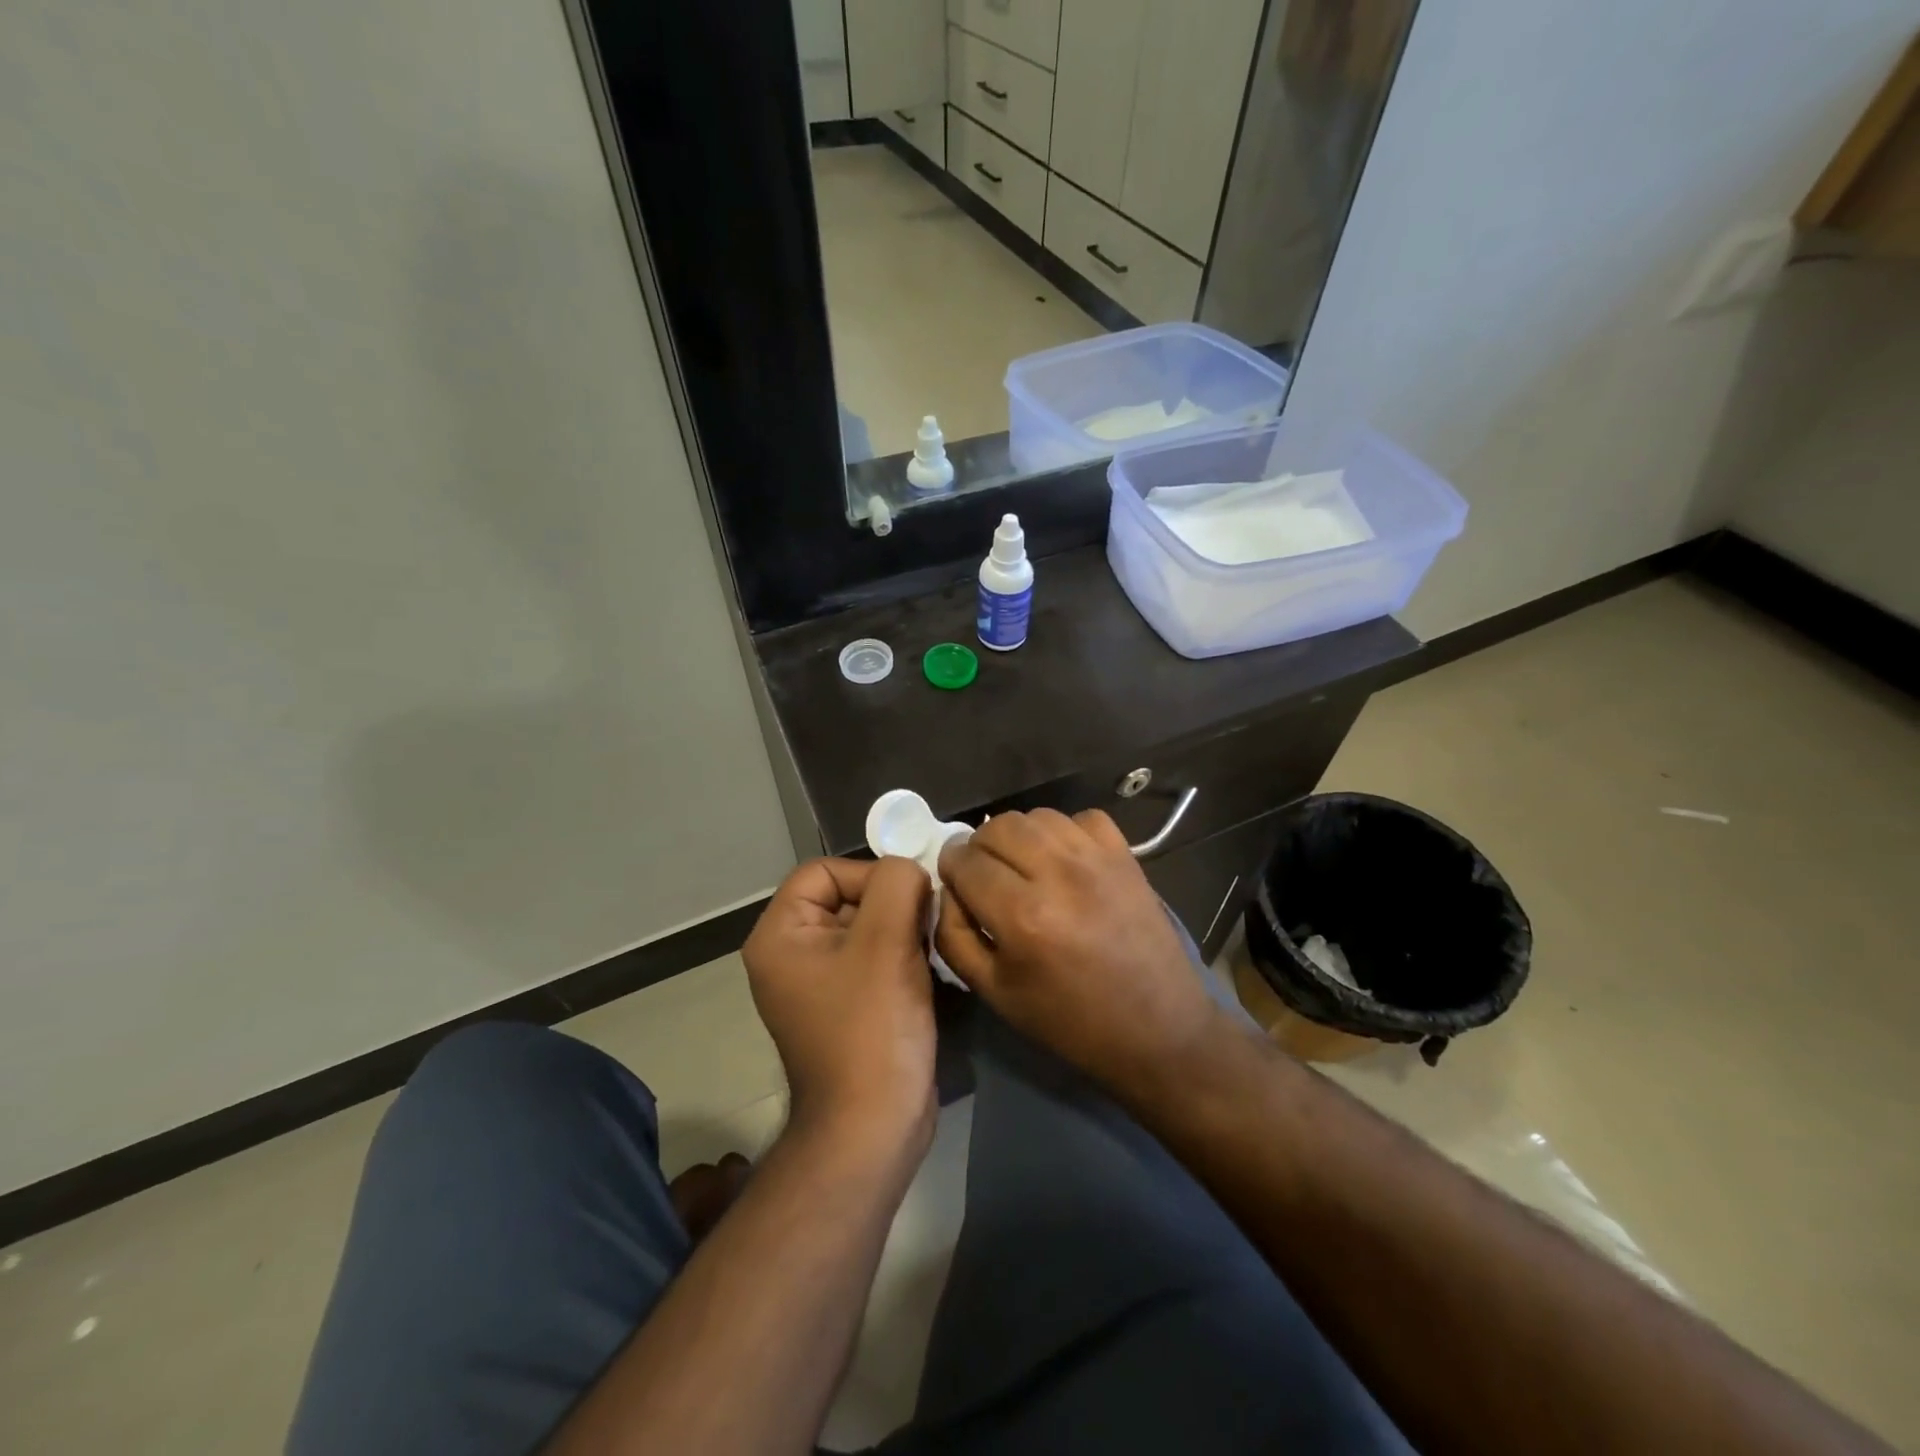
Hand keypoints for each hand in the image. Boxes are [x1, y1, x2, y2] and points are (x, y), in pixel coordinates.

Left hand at [742, 857, 935, 1149]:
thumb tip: (910, 870)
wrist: (874, 1127)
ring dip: (904, 931)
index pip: (824, 871)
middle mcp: (791, 955)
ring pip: (868, 927)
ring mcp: (818, 984)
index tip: (911, 899)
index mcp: (780, 935)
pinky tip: (926, 974)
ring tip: (927, 953)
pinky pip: (875, 959)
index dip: (870, 875)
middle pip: (847, 897)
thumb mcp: (885, 940)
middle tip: (926, 927)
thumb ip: (898, 883)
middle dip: (893, 904)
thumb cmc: (871, 1028)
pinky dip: (903, 956)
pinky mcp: (847, 1006)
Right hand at [935, 809, 1220, 1096]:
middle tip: (985, 875)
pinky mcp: (1125, 856)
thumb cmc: (1070, 1022)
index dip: (950, 868)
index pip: (965, 861)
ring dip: (1018, 836)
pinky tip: (1065, 861)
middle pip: (997, 826)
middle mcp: (1058, 874)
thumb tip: (947, 891)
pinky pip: (1082, 817)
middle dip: (979, 847)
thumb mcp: (994, 994)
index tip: (954, 880)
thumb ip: (954, 937)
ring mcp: (1097, 859)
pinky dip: (1065, 832)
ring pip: (1036, 816)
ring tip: (1023, 865)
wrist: (1158, 1030)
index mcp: (1022, 916)